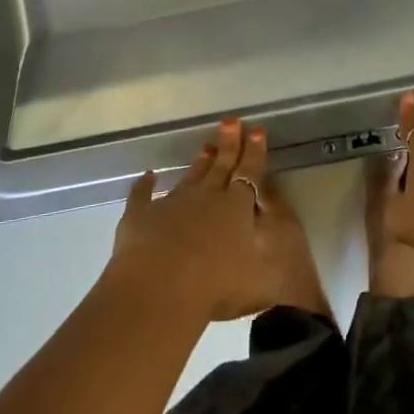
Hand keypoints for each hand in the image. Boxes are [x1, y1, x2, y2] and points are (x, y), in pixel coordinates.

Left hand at [107, 118, 328, 323]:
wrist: (159, 291)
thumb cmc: (217, 286)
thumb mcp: (261, 270)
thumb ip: (268, 242)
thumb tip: (272, 221)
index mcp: (235, 207)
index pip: (249, 173)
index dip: (255, 152)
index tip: (257, 131)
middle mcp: (205, 197)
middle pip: (220, 166)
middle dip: (229, 144)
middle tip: (231, 122)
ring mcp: (171, 204)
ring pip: (189, 177)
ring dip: (199, 163)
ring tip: (205, 147)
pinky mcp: (140, 216)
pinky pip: (143, 195)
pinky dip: (145, 185)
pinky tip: (148, 176)